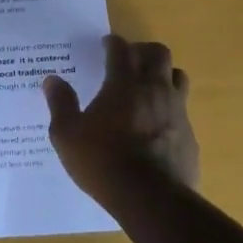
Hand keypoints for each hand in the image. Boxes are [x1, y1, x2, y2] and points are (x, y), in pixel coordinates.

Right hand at [43, 34, 199, 196]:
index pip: (121, 49)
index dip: (112, 43)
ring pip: (178, 77)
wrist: (151, 199)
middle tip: (128, 61)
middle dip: (143, 51)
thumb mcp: (67, 135)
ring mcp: (177, 111)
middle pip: (158, 53)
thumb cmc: (102, 162)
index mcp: (124, 84)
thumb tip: (52, 80)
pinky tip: (157, 125)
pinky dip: (170, 108)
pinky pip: (183, 110)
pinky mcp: (190, 135)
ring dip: (163, 75)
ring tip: (148, 87)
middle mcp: (155, 89)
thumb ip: (60, 103)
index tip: (105, 45)